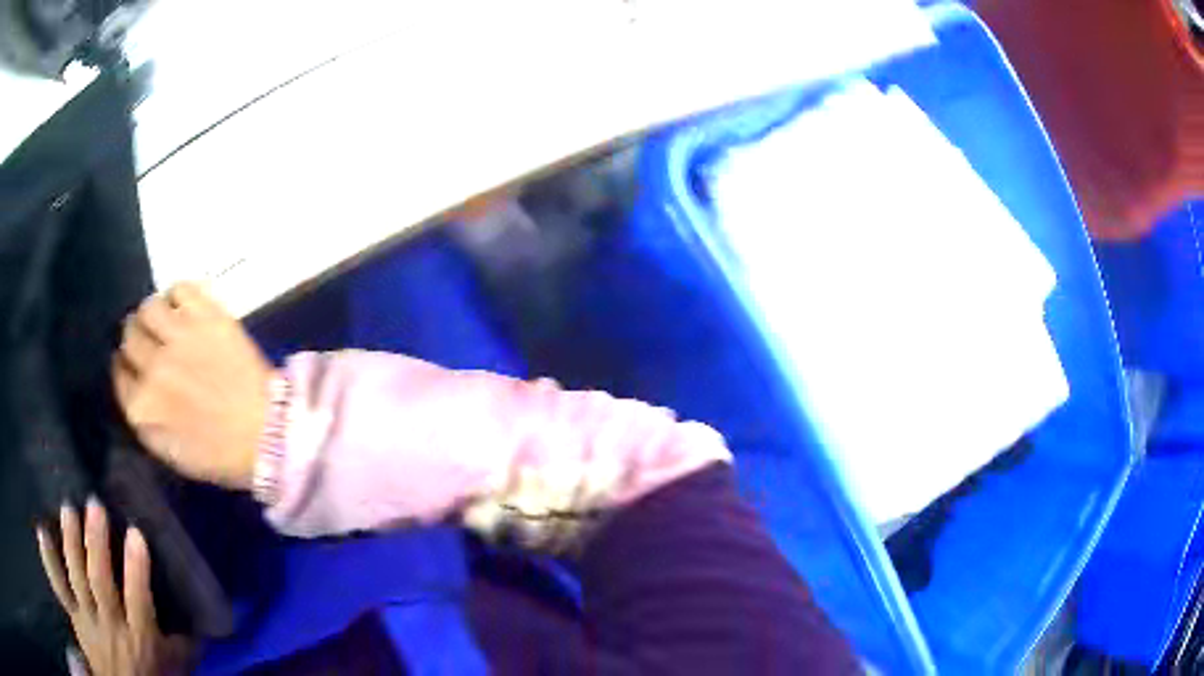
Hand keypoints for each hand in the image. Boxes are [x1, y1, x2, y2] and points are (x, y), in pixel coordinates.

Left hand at [36, 500, 193, 675]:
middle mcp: (112, 625)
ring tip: (69, 508)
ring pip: (77, 577)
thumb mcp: (174, 668)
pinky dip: (49, 560)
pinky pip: (59, 586)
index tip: (136, 533)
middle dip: (96, 545)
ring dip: (72, 543)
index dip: (137, 569)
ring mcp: (88, 618)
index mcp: (140, 639)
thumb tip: (206, 615)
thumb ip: (184, 643)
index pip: (139, 600)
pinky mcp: (74, 614)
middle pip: (101, 583)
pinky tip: (41, 530)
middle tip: (94, 505)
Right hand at [113, 282, 271, 489]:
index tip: (135, 365)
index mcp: (142, 407)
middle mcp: (153, 367)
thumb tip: (131, 384)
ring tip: (167, 324)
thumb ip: (143, 419)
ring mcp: (179, 337)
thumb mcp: (169, 451)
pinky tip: (185, 309)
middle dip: (137, 339)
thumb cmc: (219, 454)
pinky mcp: (207, 316)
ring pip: (148, 307)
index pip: (119, 371)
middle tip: (152, 344)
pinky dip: (179, 295)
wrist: (268, 435)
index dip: (127, 366)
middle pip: (129, 334)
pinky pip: (180, 288)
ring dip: (153, 315)